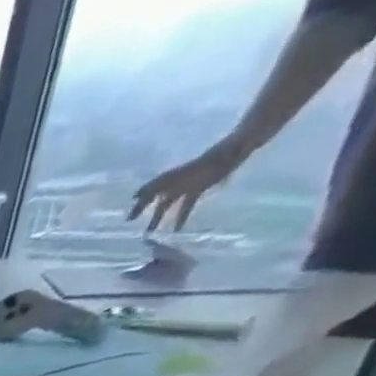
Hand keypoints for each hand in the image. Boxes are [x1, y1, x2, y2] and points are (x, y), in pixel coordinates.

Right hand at [129, 139, 246, 231]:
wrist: (245, 142)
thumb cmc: (235, 146)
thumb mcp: (224, 151)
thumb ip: (210, 161)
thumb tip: (222, 157)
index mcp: (184, 171)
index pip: (159, 181)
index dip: (146, 190)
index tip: (133, 199)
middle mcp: (182, 179)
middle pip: (158, 195)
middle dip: (143, 207)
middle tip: (130, 220)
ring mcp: (189, 185)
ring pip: (168, 203)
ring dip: (158, 217)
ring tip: (150, 233)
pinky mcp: (198, 189)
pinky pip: (186, 206)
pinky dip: (180, 218)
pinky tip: (177, 230)